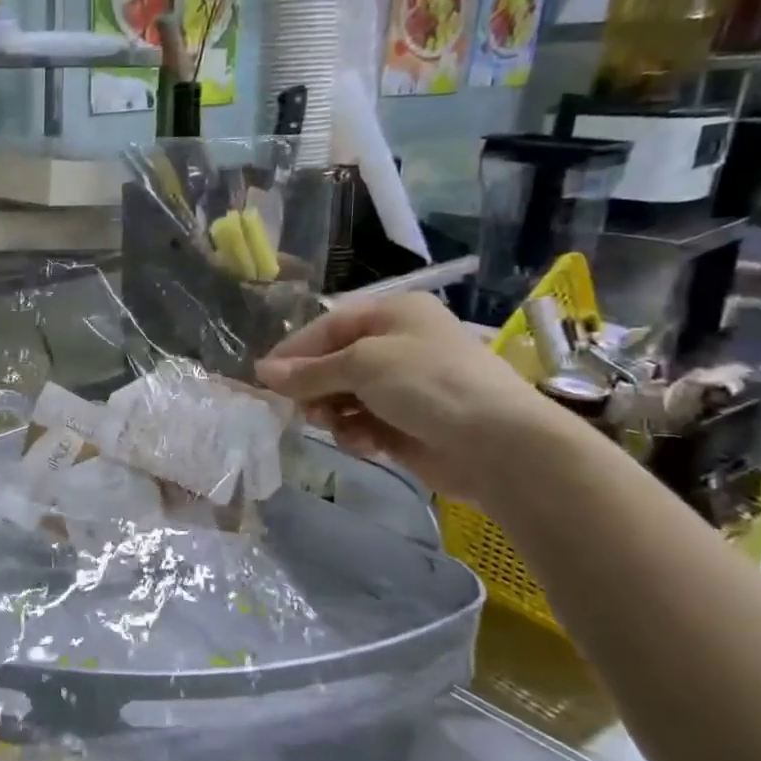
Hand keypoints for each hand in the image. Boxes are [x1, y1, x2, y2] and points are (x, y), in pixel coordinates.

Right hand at [254, 292, 554, 502]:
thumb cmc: (428, 384)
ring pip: (345, 397)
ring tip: (334, 426)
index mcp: (393, 315)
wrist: (499, 445)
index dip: (294, 352)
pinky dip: (357, 434)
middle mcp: (398, 346)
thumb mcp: (361, 365)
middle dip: (315, 387)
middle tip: (302, 408)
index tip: (264, 379)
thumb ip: (308, 371)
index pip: (328, 327)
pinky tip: (364, 444)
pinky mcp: (408, 425)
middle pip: (334, 363)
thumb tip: (261, 372)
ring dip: (333, 413)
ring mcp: (405, 387)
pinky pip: (364, 424)